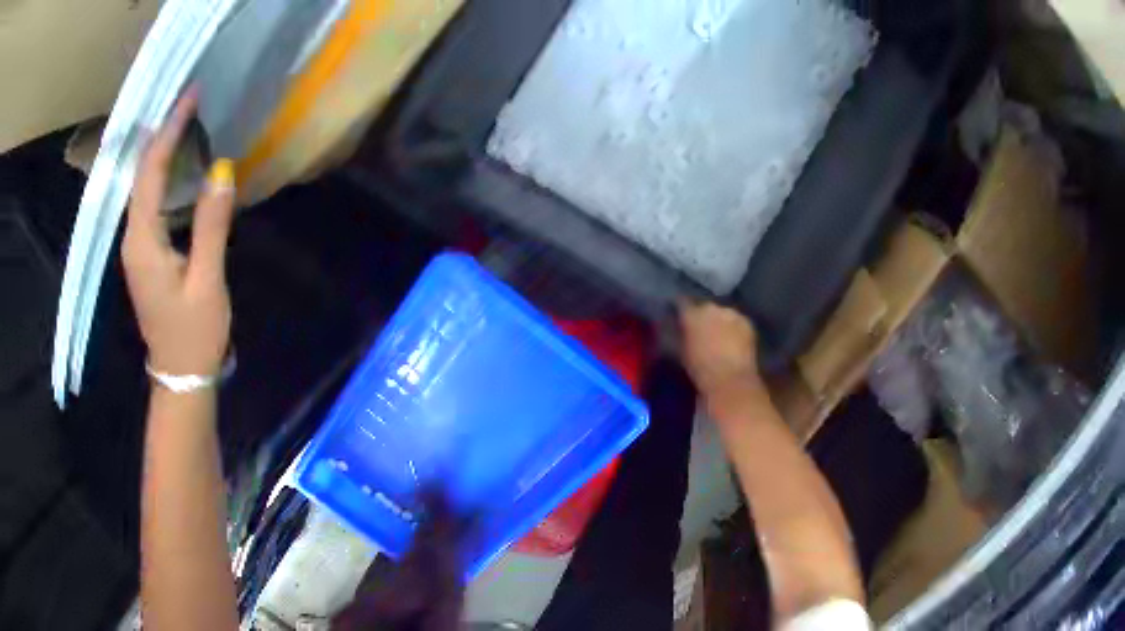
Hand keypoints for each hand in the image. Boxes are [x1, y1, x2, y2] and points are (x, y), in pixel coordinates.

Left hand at [122, 91, 235, 376]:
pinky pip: (148, 201)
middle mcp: (132, 238)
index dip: (169, 131)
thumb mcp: (207, 280)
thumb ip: (211, 224)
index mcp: (143, 242)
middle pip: (141, 174)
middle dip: (162, 132)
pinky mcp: (144, 252)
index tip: (190, 95)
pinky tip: (174, 161)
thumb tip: (222, 169)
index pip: (151, 173)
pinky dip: (160, 173)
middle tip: (188, 98)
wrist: (180, 376)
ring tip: (182, 118)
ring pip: (142, 186)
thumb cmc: (194, 334)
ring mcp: (135, 246)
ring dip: (160, 149)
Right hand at [678, 301, 763, 407]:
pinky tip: (732, 341)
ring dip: (719, 321)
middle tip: (699, 330)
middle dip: (702, 316)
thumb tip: (676, 327)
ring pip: (722, 313)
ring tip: (717, 336)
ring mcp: (732, 313)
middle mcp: (712, 307)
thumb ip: (679, 334)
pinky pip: (737, 322)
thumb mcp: (681, 352)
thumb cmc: (700, 370)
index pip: (682, 303)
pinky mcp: (748, 323)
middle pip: (704, 307)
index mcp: (691, 313)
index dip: (679, 309)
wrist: (730, 381)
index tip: (677, 316)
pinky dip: (733, 329)